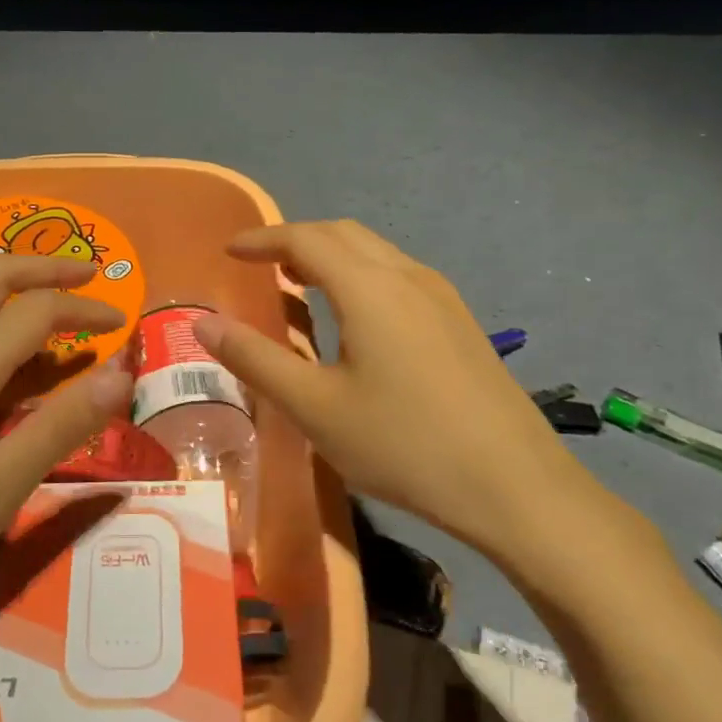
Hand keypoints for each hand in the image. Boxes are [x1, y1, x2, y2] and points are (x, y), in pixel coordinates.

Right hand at [194, 220, 637, 571]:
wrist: (516, 487)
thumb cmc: (404, 444)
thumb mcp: (315, 408)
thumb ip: (255, 360)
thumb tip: (204, 322)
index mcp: (369, 287)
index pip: (305, 239)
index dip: (262, 239)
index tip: (229, 251)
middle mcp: (408, 276)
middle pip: (343, 234)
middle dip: (296, 240)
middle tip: (260, 266)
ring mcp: (442, 297)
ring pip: (375, 253)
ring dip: (331, 256)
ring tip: (300, 286)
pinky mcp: (460, 322)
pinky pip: (398, 276)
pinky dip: (361, 276)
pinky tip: (356, 319)